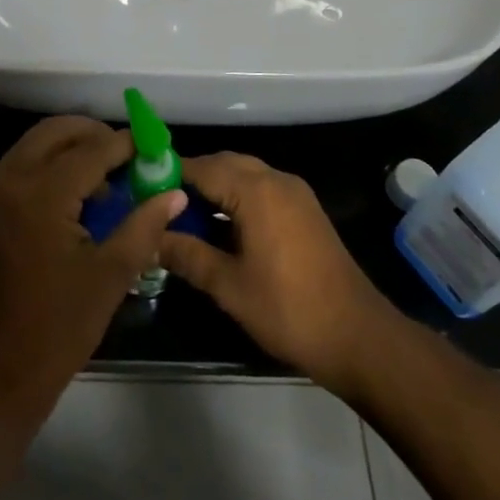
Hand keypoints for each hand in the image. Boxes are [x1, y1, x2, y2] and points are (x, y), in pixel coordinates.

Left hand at [0, 116, 185, 428]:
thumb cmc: (59, 327)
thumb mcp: (112, 275)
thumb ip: (144, 225)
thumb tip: (175, 193)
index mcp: (43, 194)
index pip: (92, 149)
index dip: (127, 144)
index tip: (154, 147)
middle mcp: (13, 180)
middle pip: (56, 131)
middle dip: (94, 133)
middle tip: (128, 153)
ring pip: (35, 143)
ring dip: (70, 145)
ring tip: (106, 173)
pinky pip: (22, 164)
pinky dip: (49, 162)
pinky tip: (76, 192)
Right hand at [157, 154, 396, 393]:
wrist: (358, 336)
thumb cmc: (289, 310)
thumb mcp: (229, 286)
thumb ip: (187, 255)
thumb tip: (151, 239)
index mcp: (256, 191)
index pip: (201, 167)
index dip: (169, 174)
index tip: (141, 189)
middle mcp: (276, 180)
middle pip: (223, 163)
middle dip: (191, 178)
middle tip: (160, 204)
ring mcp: (295, 193)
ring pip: (244, 173)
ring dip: (215, 186)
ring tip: (184, 216)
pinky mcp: (305, 209)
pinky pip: (261, 187)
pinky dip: (237, 195)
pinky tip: (220, 225)